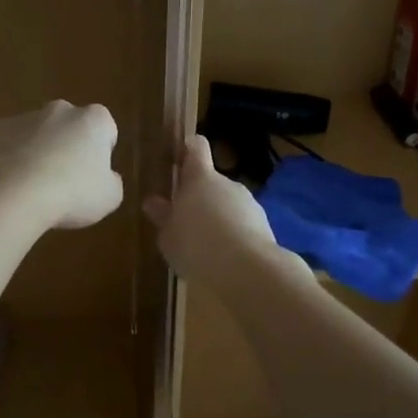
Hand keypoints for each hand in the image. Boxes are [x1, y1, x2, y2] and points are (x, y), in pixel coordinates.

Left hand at [0, 101, 123, 229]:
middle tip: (64, 180)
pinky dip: (9, 158)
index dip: (101, 152)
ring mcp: (25, 117)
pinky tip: (9, 182)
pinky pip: (8, 143)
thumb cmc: (72, 193)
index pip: (105, 129)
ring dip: (37, 151)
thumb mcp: (109, 197)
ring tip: (33, 187)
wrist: (14, 192)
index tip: (94, 174)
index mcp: (93, 120)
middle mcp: (60, 110)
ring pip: (36, 133)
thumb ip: (110, 182)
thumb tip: (105, 178)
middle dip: (67, 146)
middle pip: (69, 126)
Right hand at [143, 135, 293, 289]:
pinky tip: (224, 258)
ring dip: (217, 218)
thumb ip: (162, 217)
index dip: (188, 148)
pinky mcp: (264, 225)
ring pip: (228, 204)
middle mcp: (226, 183)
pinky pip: (242, 224)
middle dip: (199, 197)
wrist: (247, 269)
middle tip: (184, 221)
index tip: (179, 156)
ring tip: (204, 246)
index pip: (196, 147)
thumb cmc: (196, 245)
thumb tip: (153, 202)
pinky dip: (234, 235)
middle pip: (211, 181)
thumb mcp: (168, 236)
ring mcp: (248, 203)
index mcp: (200, 178)